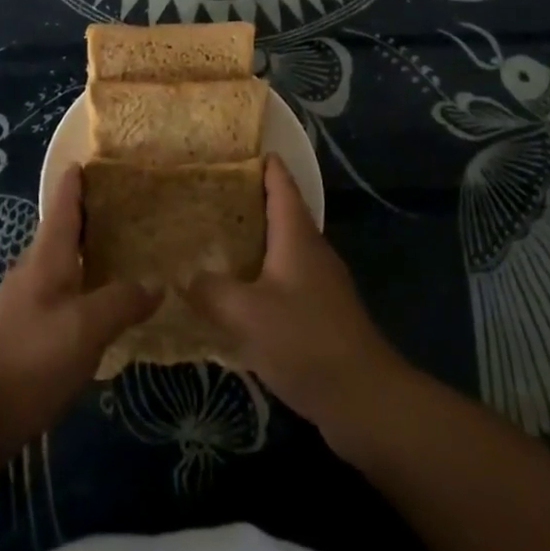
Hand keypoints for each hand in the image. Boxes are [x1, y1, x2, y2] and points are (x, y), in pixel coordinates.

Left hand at [0, 163, 158, 446]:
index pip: (63, 202)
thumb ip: (122, 301)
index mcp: (47, 255)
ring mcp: (25, 300)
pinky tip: (98, 304)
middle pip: (62, 230)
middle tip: (127, 208)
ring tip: (122, 252)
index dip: (77, 179)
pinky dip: (80, 285)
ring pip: (60, 263)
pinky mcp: (23, 331)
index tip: (95, 157)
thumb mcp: (87, 327)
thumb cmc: (32, 357)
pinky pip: (58, 293)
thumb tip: (157, 283)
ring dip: (86, 252)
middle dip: (89, 216)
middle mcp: (33, 268)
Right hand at [184, 155, 407, 448]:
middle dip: (247, 201)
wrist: (366, 401)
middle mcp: (311, 250)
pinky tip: (236, 295)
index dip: (263, 163)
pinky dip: (260, 276)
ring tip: (213, 241)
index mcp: (297, 235)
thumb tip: (183, 275)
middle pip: (280, 212)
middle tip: (206, 196)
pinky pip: (285, 280)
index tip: (235, 149)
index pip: (281, 183)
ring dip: (252, 241)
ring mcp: (320, 283)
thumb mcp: (246, 314)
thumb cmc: (306, 341)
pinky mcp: (322, 314)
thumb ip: (211, 291)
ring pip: (282, 248)